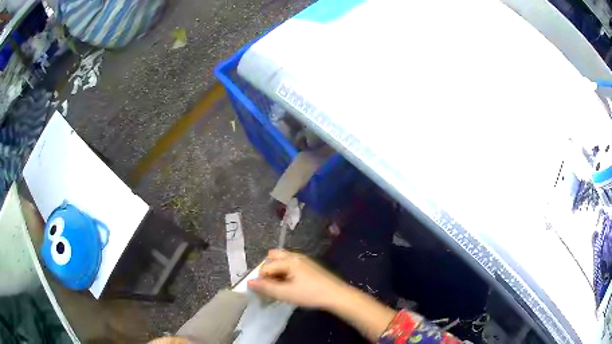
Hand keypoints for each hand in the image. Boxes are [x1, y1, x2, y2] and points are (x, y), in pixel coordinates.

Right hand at [247, 249, 347, 308]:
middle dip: (267, 270)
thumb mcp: (286, 293)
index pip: (266, 266)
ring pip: (282, 260)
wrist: (336, 295)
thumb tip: (249, 283)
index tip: (263, 292)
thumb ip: (266, 288)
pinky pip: (290, 265)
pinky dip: (284, 272)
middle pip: (273, 257)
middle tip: (269, 285)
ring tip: (278, 286)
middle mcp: (295, 256)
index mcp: (289, 260)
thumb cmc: (310, 294)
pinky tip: (289, 285)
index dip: (261, 279)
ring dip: (276, 271)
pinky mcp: (309, 266)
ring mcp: (303, 260)